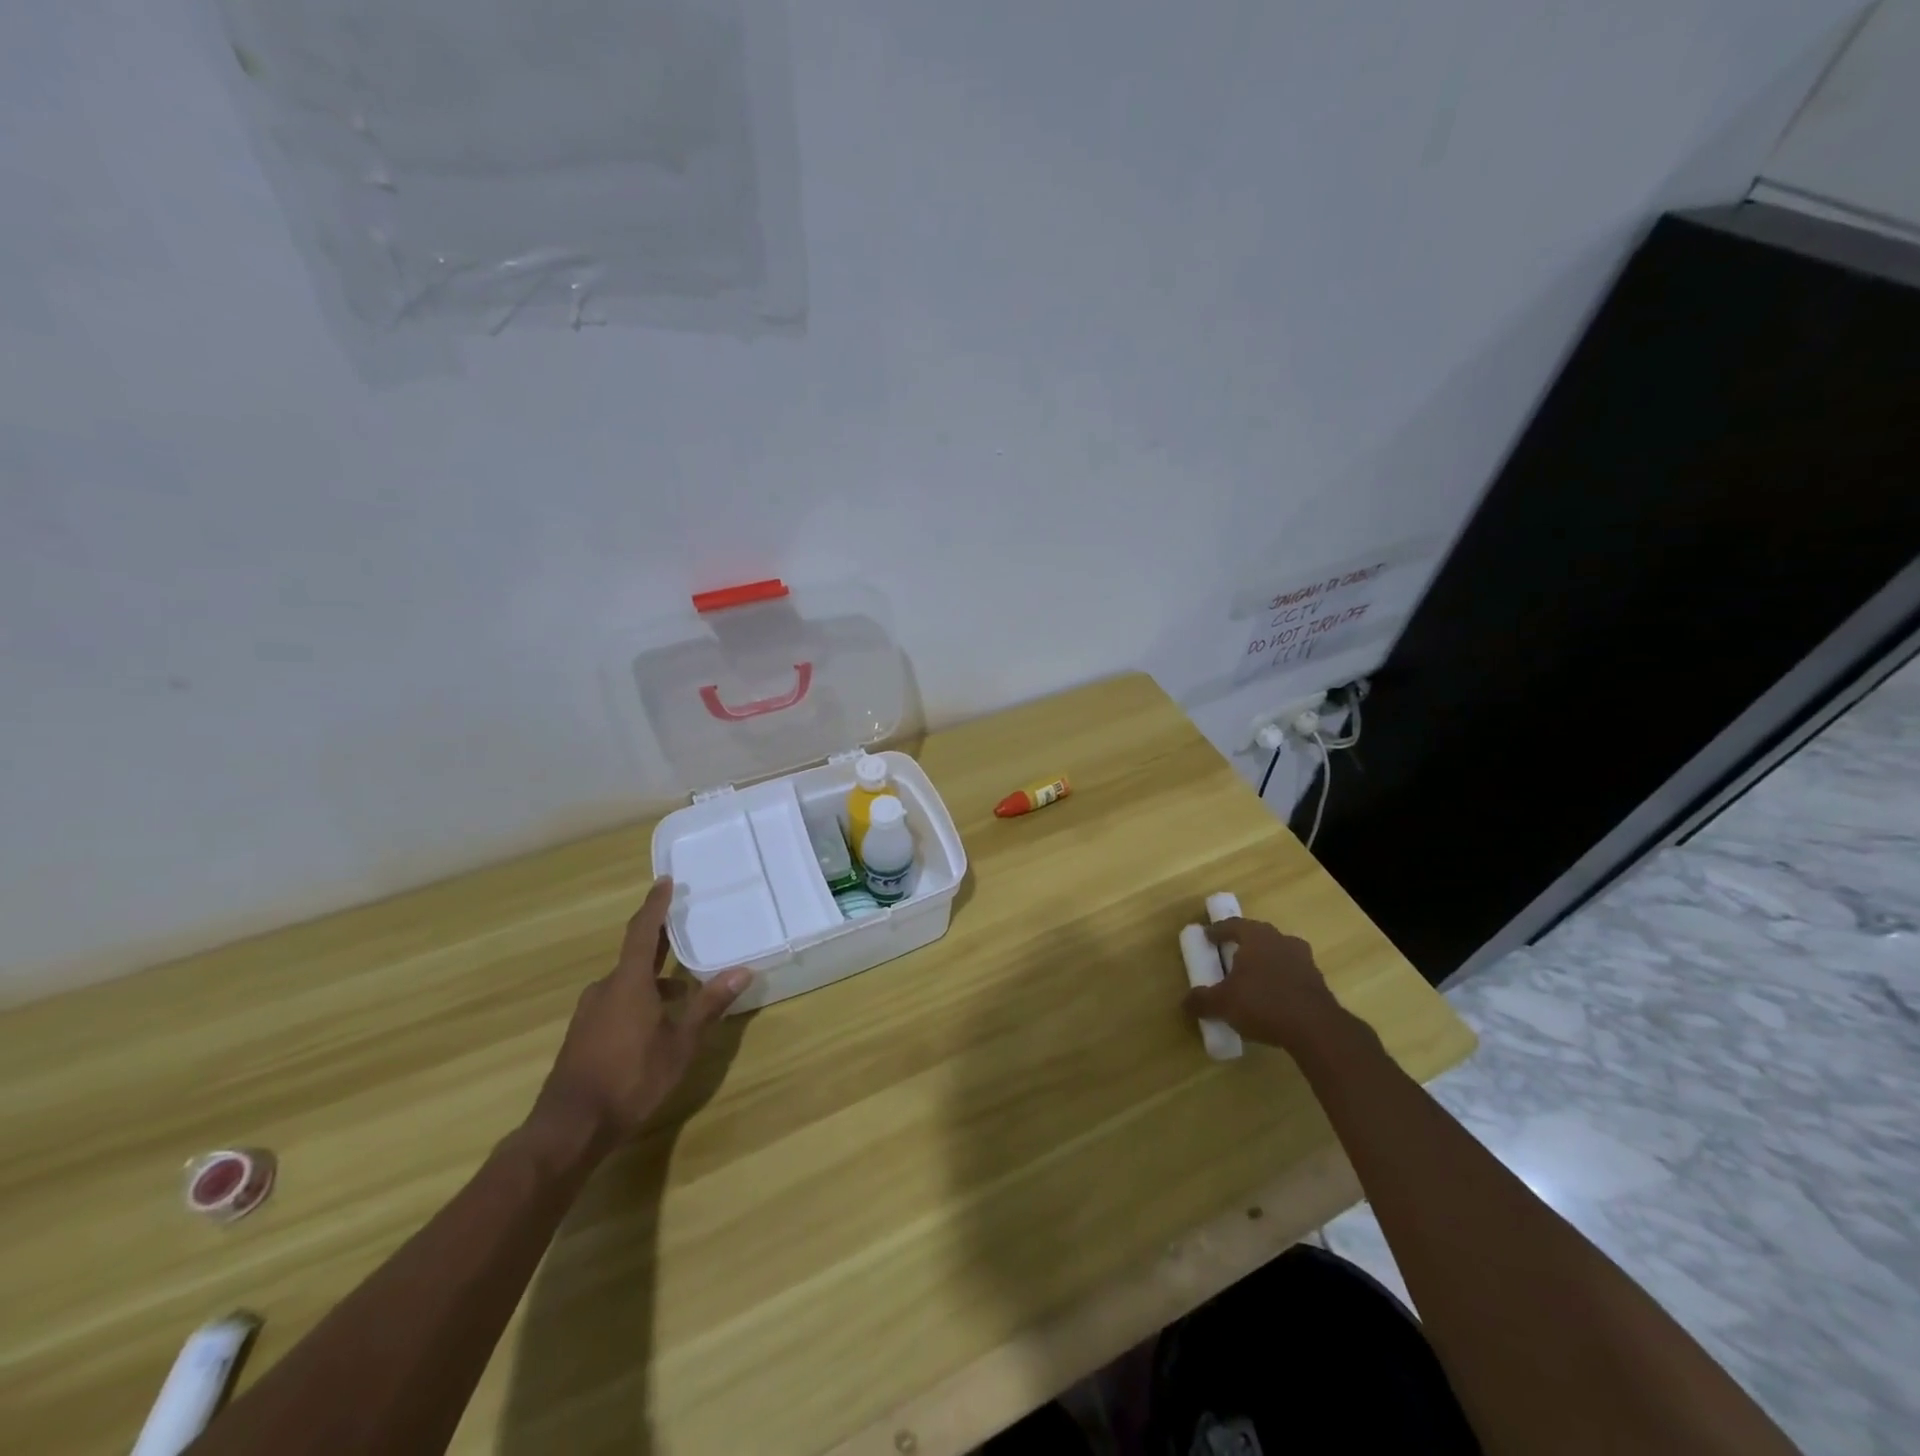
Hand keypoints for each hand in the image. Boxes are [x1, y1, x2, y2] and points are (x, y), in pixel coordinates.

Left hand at [526, 878, 750, 1157]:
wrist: (570, 1127)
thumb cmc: (630, 1078)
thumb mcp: (680, 1044)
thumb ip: (709, 1005)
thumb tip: (742, 971)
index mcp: (628, 982)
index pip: (643, 931)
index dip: (655, 905)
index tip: (664, 881)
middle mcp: (605, 989)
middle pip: (635, 954)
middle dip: (660, 940)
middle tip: (683, 925)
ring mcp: (590, 1012)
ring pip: (627, 982)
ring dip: (653, 978)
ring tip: (683, 986)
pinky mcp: (583, 1034)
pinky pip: (617, 1001)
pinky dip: (640, 998)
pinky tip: (657, 1020)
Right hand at [1184, 918, 1346, 1053]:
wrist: (1316, 1029)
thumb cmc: (1263, 1003)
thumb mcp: (1223, 1004)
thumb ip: (1202, 1001)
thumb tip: (1185, 1003)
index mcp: (1257, 936)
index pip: (1233, 925)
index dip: (1218, 931)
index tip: (1207, 937)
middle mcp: (1281, 940)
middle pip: (1258, 937)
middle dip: (1243, 946)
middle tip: (1228, 958)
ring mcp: (1304, 960)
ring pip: (1278, 955)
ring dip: (1264, 964)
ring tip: (1251, 981)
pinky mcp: (1318, 982)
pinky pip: (1291, 975)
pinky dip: (1280, 982)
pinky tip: (1271, 1000)